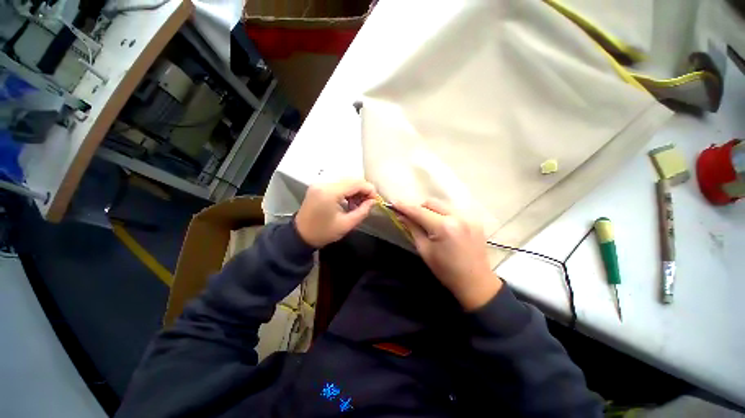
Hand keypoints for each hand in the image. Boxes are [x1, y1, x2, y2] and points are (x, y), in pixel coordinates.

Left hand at [295, 179, 376, 247]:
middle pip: (351, 179)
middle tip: (369, 202)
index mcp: (330, 193)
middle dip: (363, 189)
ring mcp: (320, 183)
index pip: (355, 183)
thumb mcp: (346, 224)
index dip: (369, 189)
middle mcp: (324, 183)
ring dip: (355, 190)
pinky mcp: (318, 186)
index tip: (376, 200)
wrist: (300, 235)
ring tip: (359, 203)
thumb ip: (362, 211)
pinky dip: (347, 190)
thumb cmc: (324, 232)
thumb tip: (373, 202)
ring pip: (345, 180)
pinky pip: (338, 183)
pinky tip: (349, 201)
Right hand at [394, 199, 502, 310]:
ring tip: (426, 222)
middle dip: (419, 208)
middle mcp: (458, 216)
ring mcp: (469, 217)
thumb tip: (401, 216)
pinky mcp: (475, 219)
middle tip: (411, 217)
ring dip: (430, 210)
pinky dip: (442, 214)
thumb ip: (413, 229)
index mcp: (444, 227)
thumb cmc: (446, 270)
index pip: (419, 211)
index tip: (393, 202)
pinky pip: (452, 210)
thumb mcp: (425, 250)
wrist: (475, 282)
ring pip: (442, 205)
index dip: (405, 206)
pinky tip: (441, 225)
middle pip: (431, 203)